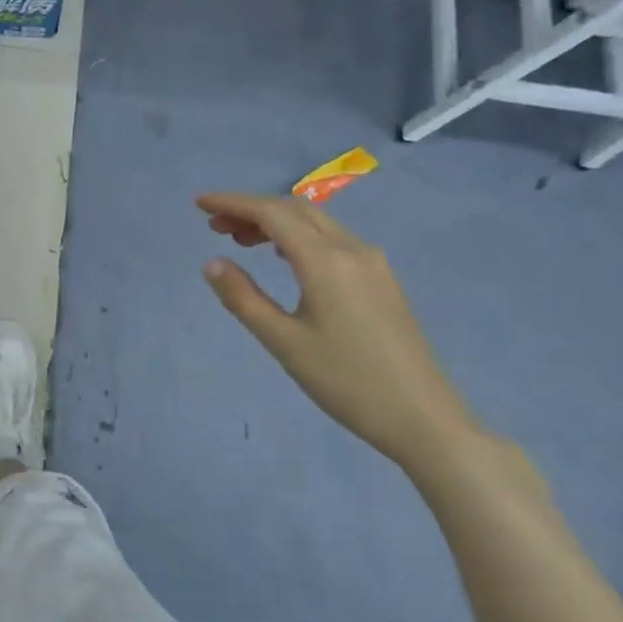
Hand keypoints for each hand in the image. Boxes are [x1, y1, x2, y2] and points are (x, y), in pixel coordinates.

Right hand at [196, 192, 477, 467]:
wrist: (424, 419)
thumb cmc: (347, 382)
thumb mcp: (284, 343)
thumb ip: (244, 298)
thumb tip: (212, 263)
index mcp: (326, 262)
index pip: (272, 214)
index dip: (233, 202)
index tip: (199, 203)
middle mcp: (353, 250)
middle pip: (295, 210)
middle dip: (251, 209)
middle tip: (213, 224)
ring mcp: (373, 264)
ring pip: (315, 223)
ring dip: (275, 222)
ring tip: (239, 240)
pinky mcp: (381, 280)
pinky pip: (332, 240)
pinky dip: (298, 237)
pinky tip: (282, 256)